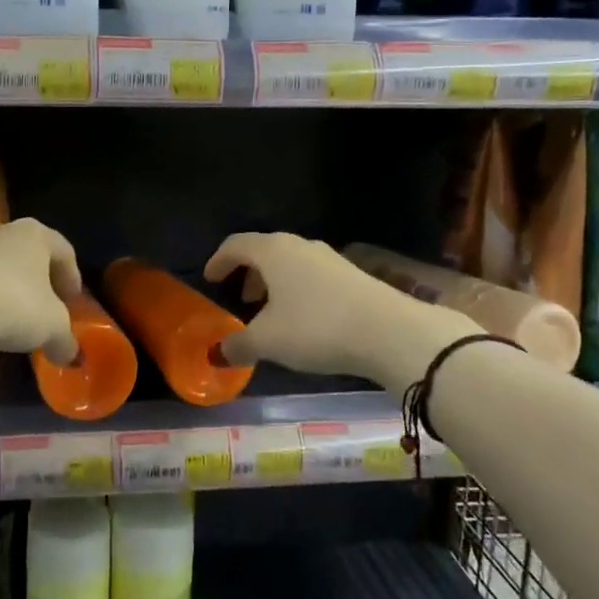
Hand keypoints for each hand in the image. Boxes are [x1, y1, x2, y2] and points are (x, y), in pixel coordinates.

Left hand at [0, 218, 82, 364]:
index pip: (64, 251)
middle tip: (47, 317)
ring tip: (14, 338)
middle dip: (39, 292)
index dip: (73, 279)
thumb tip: (72, 356)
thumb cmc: (15, 303)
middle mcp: (4, 234)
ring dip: (9, 306)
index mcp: (36, 235)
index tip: (74, 304)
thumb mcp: (52, 328)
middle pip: (29, 262)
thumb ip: (65, 341)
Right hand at [202, 232, 413, 376]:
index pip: (236, 244)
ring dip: (275, 284)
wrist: (389, 331)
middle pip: (265, 251)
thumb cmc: (316, 327)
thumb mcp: (269, 341)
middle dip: (249, 273)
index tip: (210, 279)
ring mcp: (330, 258)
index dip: (219, 261)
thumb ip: (238, 345)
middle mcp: (300, 246)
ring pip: (292, 264)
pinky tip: (305, 320)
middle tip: (241, 299)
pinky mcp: (353, 276)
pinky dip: (299, 291)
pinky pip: (313, 277)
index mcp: (273, 251)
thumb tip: (217, 353)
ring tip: (272, 313)